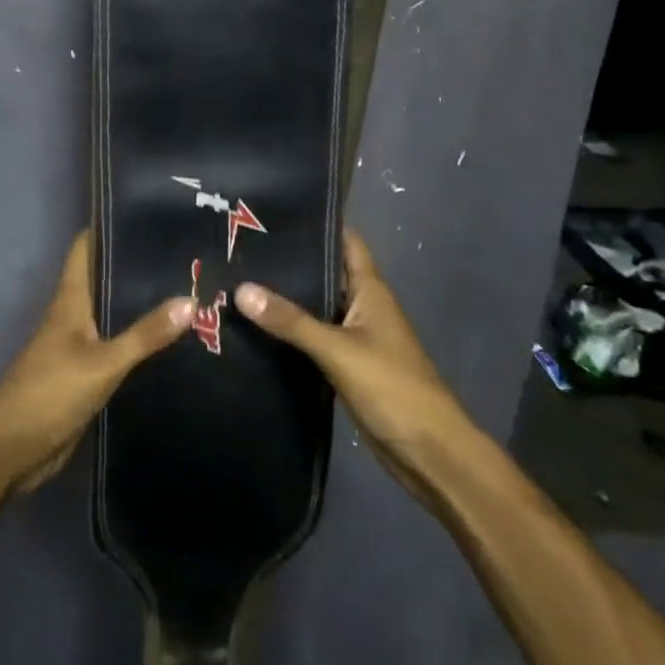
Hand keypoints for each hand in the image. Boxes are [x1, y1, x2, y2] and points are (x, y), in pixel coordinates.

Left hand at [0, 232, 192, 493]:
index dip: (112, 226)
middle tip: (189, 254)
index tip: (152, 214)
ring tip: (192, 288)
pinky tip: (174, 339)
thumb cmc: (50, 392)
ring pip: (116, 312)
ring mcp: (81, 344)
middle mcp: (76, 313)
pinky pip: (120, 346)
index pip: (87, 247)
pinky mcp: (89, 372)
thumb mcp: (102, 362)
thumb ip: (145, 335)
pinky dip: (142, 339)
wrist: (13, 448)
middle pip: (107, 278)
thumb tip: (191, 299)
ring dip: (144, 303)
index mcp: (71, 298)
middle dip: (140, 266)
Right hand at [234, 230, 466, 495]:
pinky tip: (255, 328)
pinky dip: (288, 332)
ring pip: (315, 307)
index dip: (317, 222)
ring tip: (235, 279)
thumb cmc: (394, 389)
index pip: (345, 241)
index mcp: (370, 291)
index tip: (274, 211)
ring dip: (285, 298)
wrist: (429, 454)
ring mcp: (354, 338)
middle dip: (289, 260)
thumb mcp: (339, 350)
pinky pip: (312, 339)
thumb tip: (241, 289)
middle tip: (239, 246)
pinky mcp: (345, 366)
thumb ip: (292, 321)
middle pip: (324, 272)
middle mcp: (361, 307)